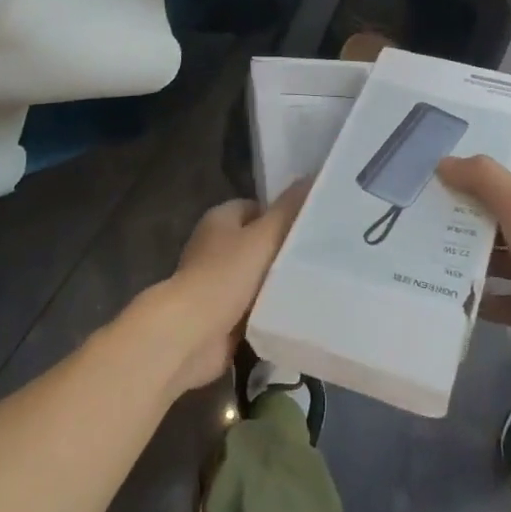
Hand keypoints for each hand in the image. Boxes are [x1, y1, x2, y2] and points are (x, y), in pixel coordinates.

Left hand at [150, 178, 310, 394]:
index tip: (311, 226)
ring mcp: (215, 283)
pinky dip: (269, 310)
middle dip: (283, 251)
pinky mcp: (220, 316)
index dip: (282, 214)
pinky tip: (295, 312)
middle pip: (256, 243)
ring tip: (314, 284)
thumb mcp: (264, 236)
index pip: (256, 207)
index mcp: (219, 220)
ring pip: (256, 277)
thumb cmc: (226, 275)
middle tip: (318, 257)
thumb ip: (289, 209)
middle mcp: (214, 247)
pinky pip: (253, 307)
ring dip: (277, 284)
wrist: (192, 334)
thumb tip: (312, 177)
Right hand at [437, 156, 510, 394]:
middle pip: (488, 224)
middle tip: (408, 225)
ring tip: (415, 258)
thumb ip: (483, 179)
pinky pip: (492, 300)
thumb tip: (443, 162)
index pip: (494, 188)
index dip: (461, 185)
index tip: (421, 187)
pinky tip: (441, 295)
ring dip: (458, 260)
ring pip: (488, 262)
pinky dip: (471, 298)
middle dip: (453, 223)